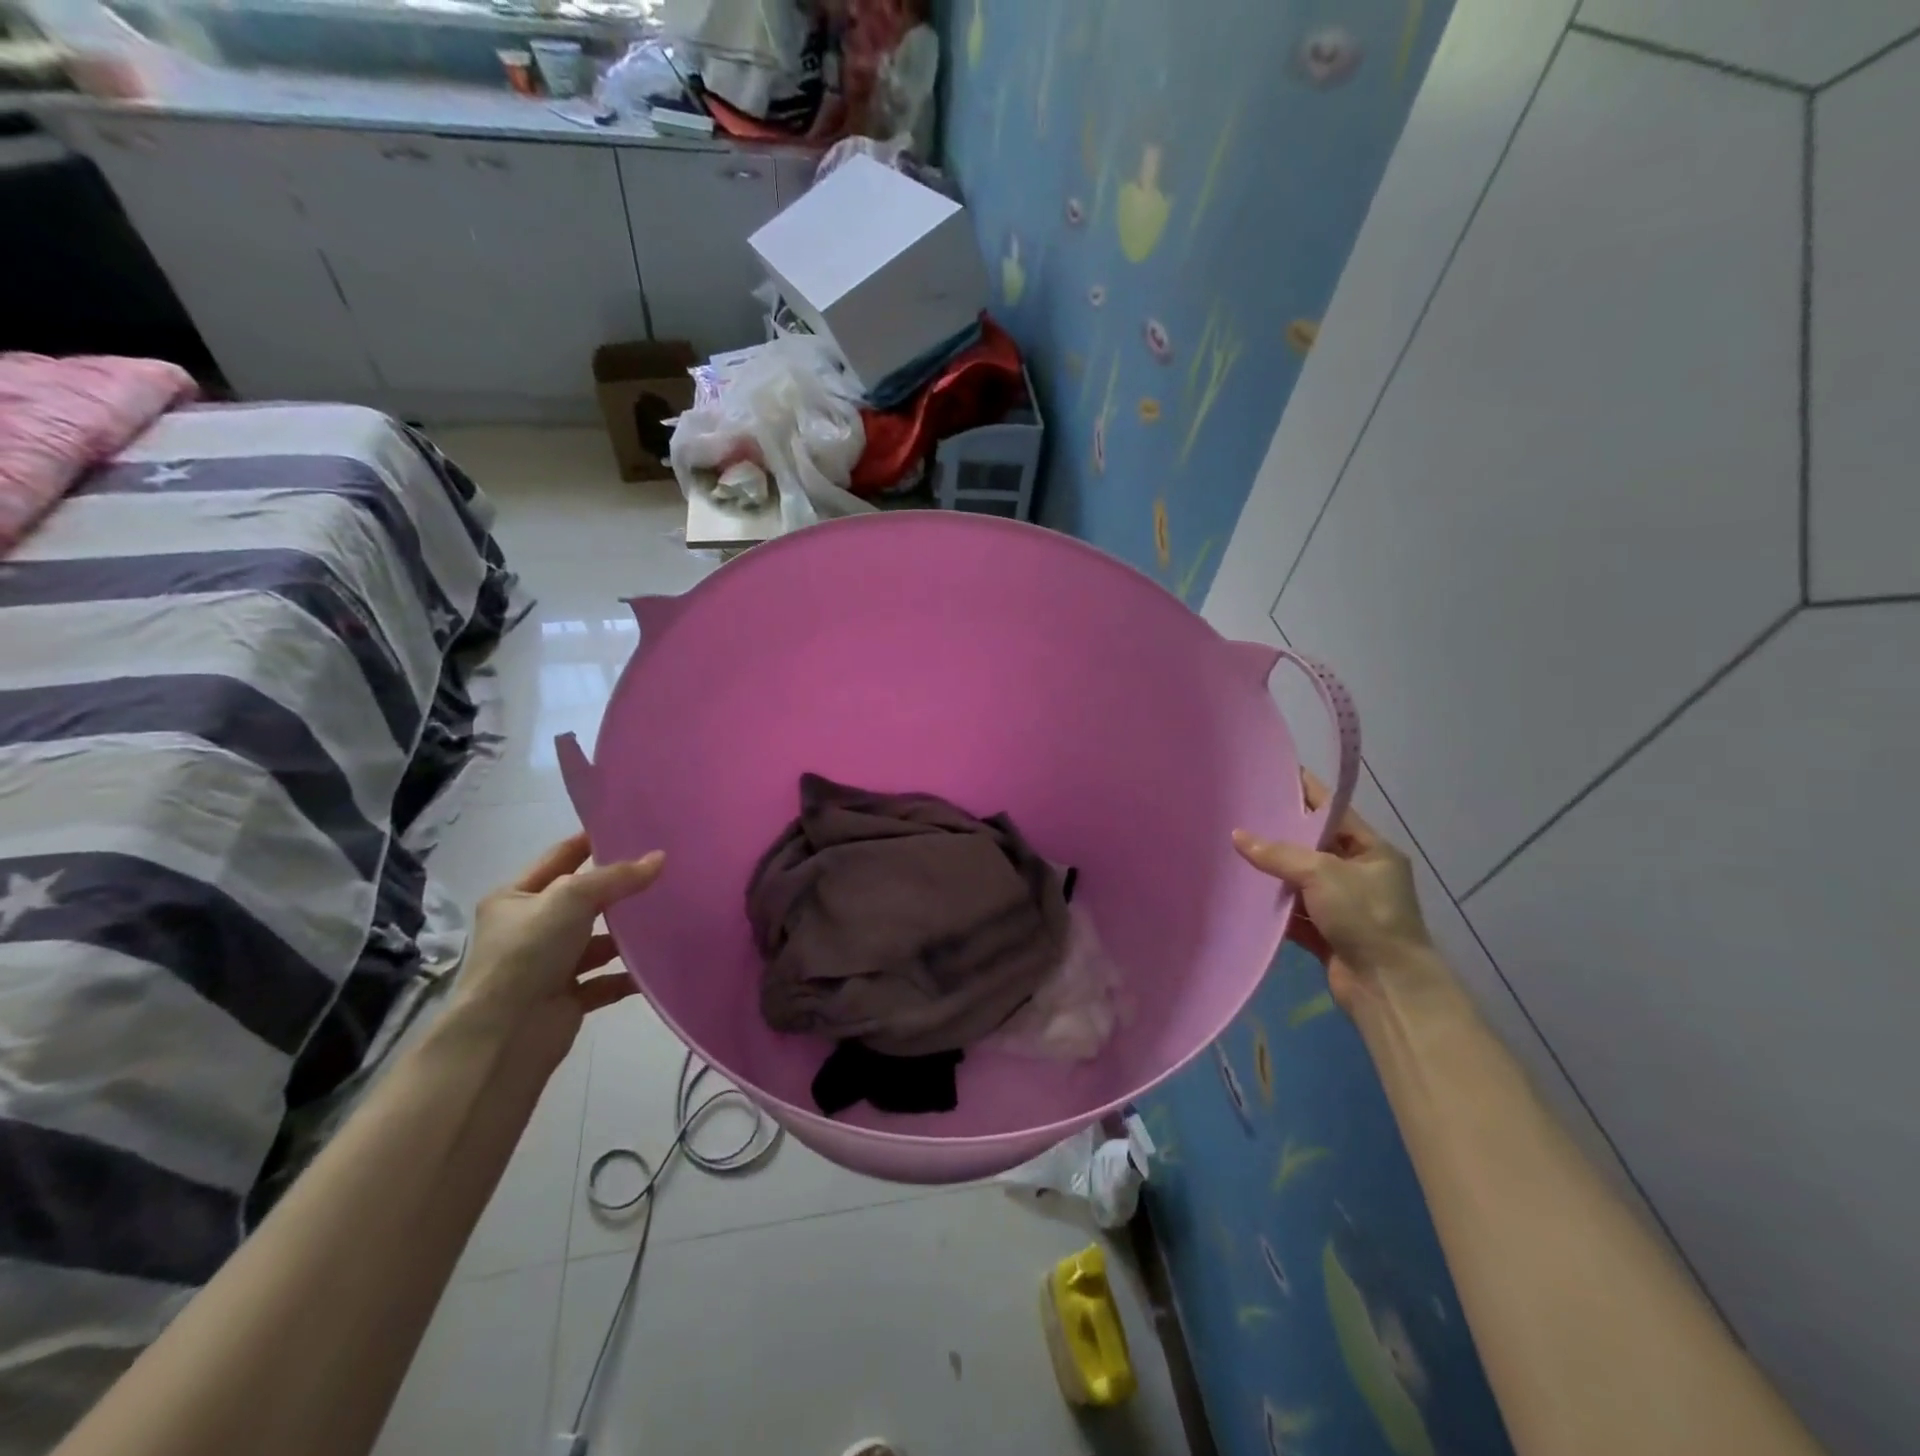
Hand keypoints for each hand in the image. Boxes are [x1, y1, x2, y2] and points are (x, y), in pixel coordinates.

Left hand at [450, 833, 664, 1057]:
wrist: (505, 1034)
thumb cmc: (529, 952)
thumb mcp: (571, 898)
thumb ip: (617, 877)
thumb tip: (660, 859)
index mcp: (514, 898)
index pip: (559, 858)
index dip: (591, 841)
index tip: (630, 828)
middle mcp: (529, 929)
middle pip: (582, 901)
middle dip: (618, 889)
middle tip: (662, 871)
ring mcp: (548, 965)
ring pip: (596, 941)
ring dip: (627, 934)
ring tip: (669, 915)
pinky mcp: (567, 997)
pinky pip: (606, 980)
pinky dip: (629, 974)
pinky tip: (657, 964)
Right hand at [1233, 772, 1435, 1012]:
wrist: (1387, 987)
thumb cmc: (1365, 917)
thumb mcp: (1322, 874)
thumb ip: (1278, 854)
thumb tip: (1237, 836)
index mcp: (1372, 850)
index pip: (1332, 811)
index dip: (1305, 791)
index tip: (1272, 774)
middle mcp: (1359, 874)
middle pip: (1312, 846)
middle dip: (1279, 834)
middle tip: (1240, 814)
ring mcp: (1343, 905)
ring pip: (1300, 880)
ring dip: (1272, 873)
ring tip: (1232, 851)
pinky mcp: (1327, 933)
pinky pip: (1294, 912)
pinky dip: (1273, 906)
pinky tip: (1243, 895)